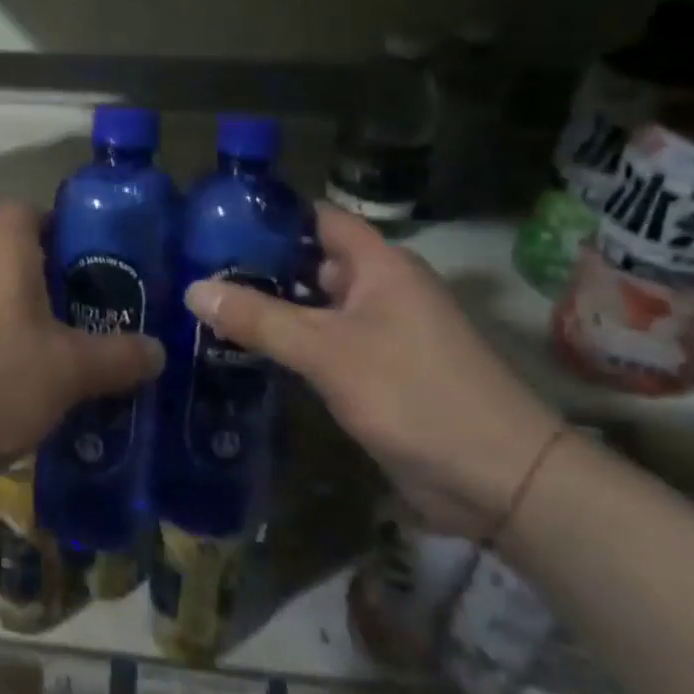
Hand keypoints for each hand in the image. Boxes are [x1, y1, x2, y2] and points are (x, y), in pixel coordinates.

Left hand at [0, 202, 163, 522]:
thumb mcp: (67, 373)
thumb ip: (117, 357)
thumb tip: (159, 350)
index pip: (26, 209)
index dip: (59, 223)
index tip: (91, 256)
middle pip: (10, 259)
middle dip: (50, 284)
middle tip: (89, 317)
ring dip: (19, 323)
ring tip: (58, 360)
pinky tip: (12, 393)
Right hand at [184, 204, 561, 536]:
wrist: (500, 479)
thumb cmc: (415, 394)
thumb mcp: (328, 351)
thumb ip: (260, 319)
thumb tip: (193, 289)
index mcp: (379, 264)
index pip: (317, 218)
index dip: (270, 214)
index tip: (215, 219)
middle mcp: (380, 287)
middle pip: (310, 261)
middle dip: (258, 264)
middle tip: (196, 267)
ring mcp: (379, 331)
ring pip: (314, 305)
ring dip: (270, 307)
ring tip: (207, 305)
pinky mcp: (376, 370)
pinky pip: (323, 343)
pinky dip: (289, 342)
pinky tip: (244, 350)